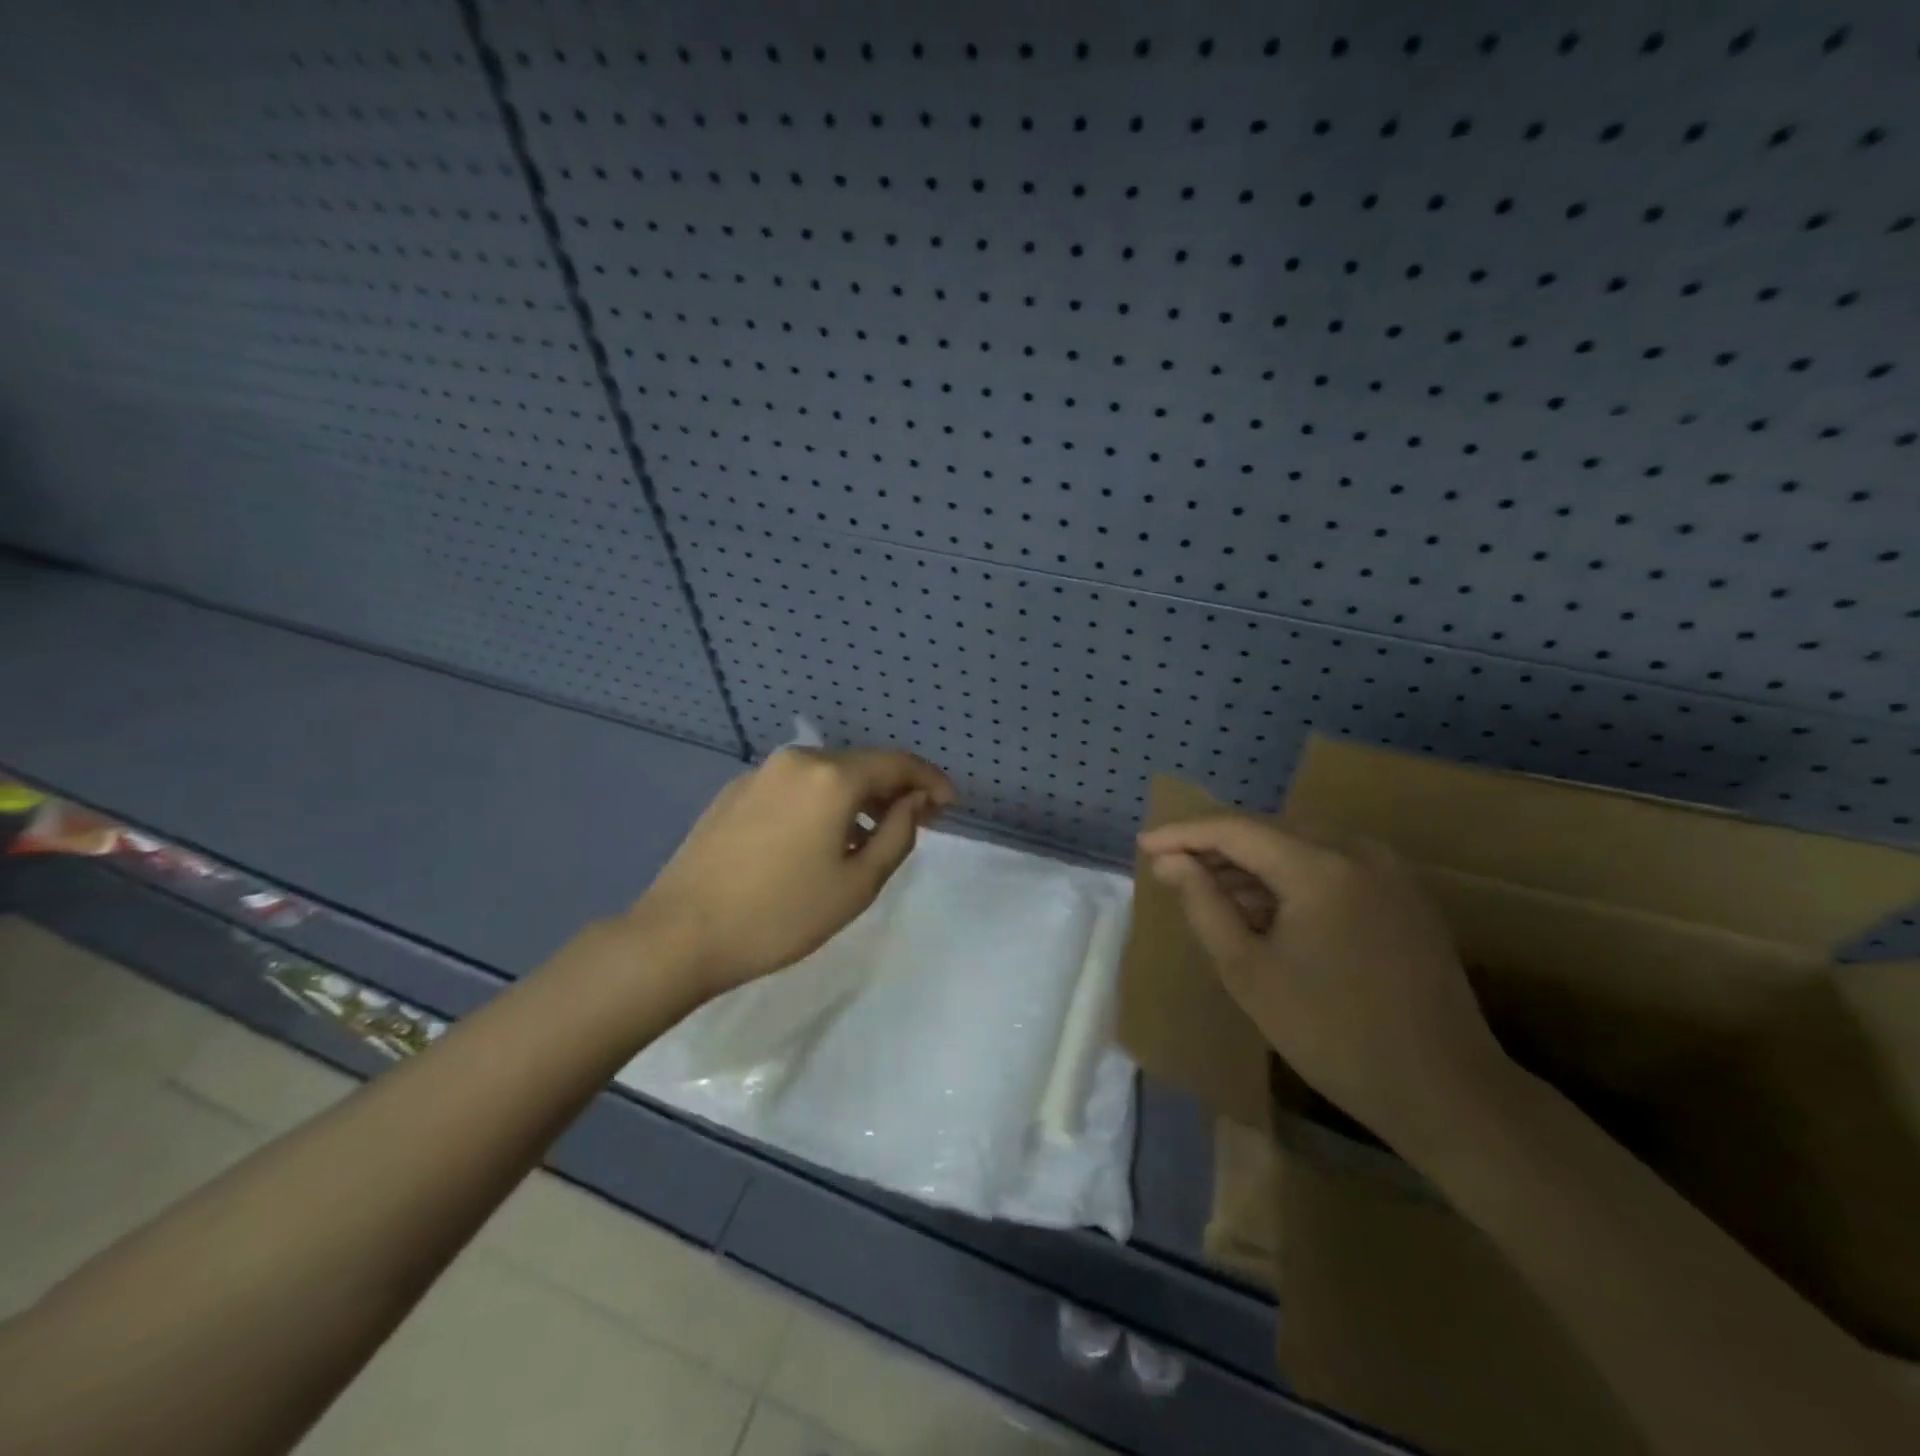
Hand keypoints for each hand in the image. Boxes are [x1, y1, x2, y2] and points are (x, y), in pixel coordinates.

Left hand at [632, 746, 953, 995]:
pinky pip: (795, 787)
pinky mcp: (734, 792)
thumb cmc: (780, 915)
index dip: (930, 781)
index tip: (949, 805)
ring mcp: (760, 774)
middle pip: (861, 765)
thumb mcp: (857, 884)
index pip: (897, 764)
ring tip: (870, 834)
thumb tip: (913, 803)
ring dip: (857, 797)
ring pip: (826, 775)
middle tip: (917, 821)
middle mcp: (796, 761)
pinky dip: (821, 803)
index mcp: (831, 777)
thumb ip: (898, 835)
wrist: (680, 934)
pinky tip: (819, 838)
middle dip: (895, 789)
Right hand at [1136, 814, 1505, 1148]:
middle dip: (1216, 849)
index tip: (1143, 847)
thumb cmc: (1332, 1034)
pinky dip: (1289, 878)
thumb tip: (1169, 862)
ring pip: (1298, 846)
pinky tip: (1265, 908)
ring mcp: (1387, 869)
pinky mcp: (1402, 891)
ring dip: (1251, 865)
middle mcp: (1357, 850)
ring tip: (1211, 895)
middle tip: (1172, 873)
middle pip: (1267, 831)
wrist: (1445, 1089)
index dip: (1183, 834)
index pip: (1235, 829)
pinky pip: (1329, 865)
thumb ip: (1203, 905)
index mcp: (1320, 866)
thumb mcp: (1249, 971)